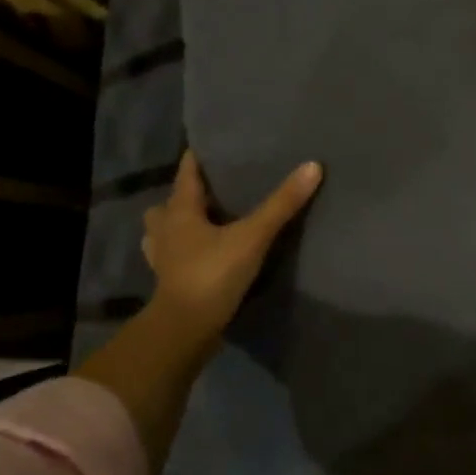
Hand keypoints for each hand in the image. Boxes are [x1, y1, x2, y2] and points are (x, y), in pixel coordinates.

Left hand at [142, 150, 322, 340]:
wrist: (186, 329)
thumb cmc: (213, 273)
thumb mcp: (252, 236)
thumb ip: (281, 204)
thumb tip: (312, 166)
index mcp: (180, 211)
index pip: (186, 174)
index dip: (196, 159)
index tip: (208, 145)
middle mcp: (165, 230)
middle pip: (168, 204)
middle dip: (184, 195)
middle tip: (210, 190)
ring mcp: (163, 258)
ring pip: (162, 232)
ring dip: (176, 225)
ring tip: (201, 224)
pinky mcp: (169, 282)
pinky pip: (171, 258)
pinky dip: (181, 253)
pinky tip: (198, 256)